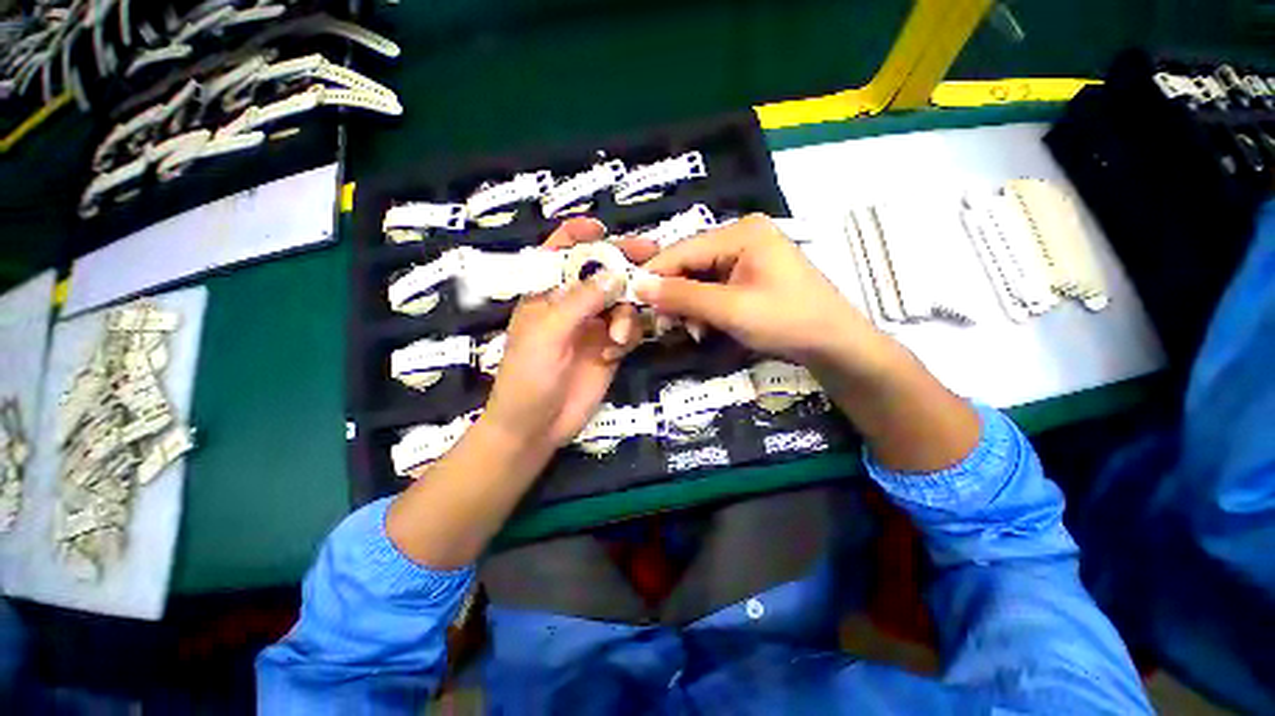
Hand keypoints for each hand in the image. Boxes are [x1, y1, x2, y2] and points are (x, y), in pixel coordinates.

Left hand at [481, 218, 655, 447]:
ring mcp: (593, 326)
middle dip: (624, 264)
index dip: (579, 235)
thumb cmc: (529, 375)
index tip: (602, 227)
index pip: (560, 252)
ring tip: (617, 339)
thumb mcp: (549, 332)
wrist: (537, 426)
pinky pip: (628, 329)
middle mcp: (572, 304)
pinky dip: (627, 336)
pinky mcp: (609, 348)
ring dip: (626, 314)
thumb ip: (581, 300)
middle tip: (653, 256)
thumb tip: (614, 274)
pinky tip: (614, 353)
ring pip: (621, 301)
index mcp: (547, 292)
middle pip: (601, 272)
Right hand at [635, 214, 890, 375]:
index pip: (682, 250)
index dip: (654, 275)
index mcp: (740, 233)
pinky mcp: (747, 276)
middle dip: (675, 297)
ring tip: (692, 332)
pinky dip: (704, 310)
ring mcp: (745, 257)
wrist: (834, 345)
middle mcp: (740, 237)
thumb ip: (683, 296)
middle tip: (666, 326)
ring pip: (698, 280)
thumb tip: (639, 286)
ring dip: (689, 307)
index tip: (632, 301)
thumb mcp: (731, 310)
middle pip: (689, 265)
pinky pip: (713, 289)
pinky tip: (706, 328)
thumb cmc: (787, 321)